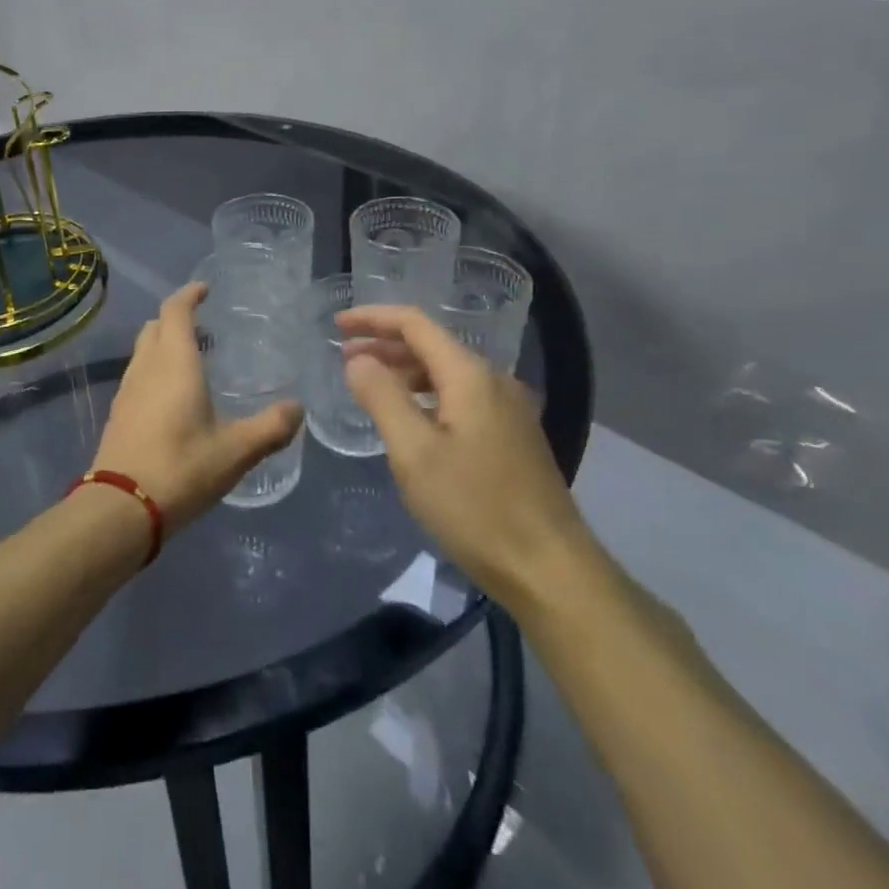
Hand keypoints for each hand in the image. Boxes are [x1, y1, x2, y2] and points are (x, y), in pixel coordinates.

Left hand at [93, 283, 302, 535]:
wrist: (120, 508)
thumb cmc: (181, 468)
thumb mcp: (235, 451)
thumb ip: (270, 427)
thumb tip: (297, 408)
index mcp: (174, 362)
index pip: (175, 310)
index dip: (189, 294)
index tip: (206, 289)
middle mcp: (146, 367)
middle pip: (155, 326)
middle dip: (177, 318)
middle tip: (206, 326)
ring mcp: (127, 390)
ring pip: (143, 351)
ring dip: (164, 344)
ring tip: (194, 360)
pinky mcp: (118, 413)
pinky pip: (138, 375)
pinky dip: (155, 369)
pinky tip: (174, 397)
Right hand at [339, 305, 587, 611]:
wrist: (551, 570)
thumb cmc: (475, 507)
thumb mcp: (415, 452)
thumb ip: (382, 397)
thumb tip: (358, 360)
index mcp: (470, 375)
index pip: (415, 324)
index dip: (373, 318)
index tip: (337, 324)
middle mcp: (494, 381)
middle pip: (432, 345)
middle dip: (385, 345)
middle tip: (344, 357)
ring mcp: (509, 409)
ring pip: (447, 373)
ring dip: (405, 371)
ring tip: (369, 385)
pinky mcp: (513, 437)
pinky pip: (461, 397)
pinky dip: (426, 395)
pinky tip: (410, 418)